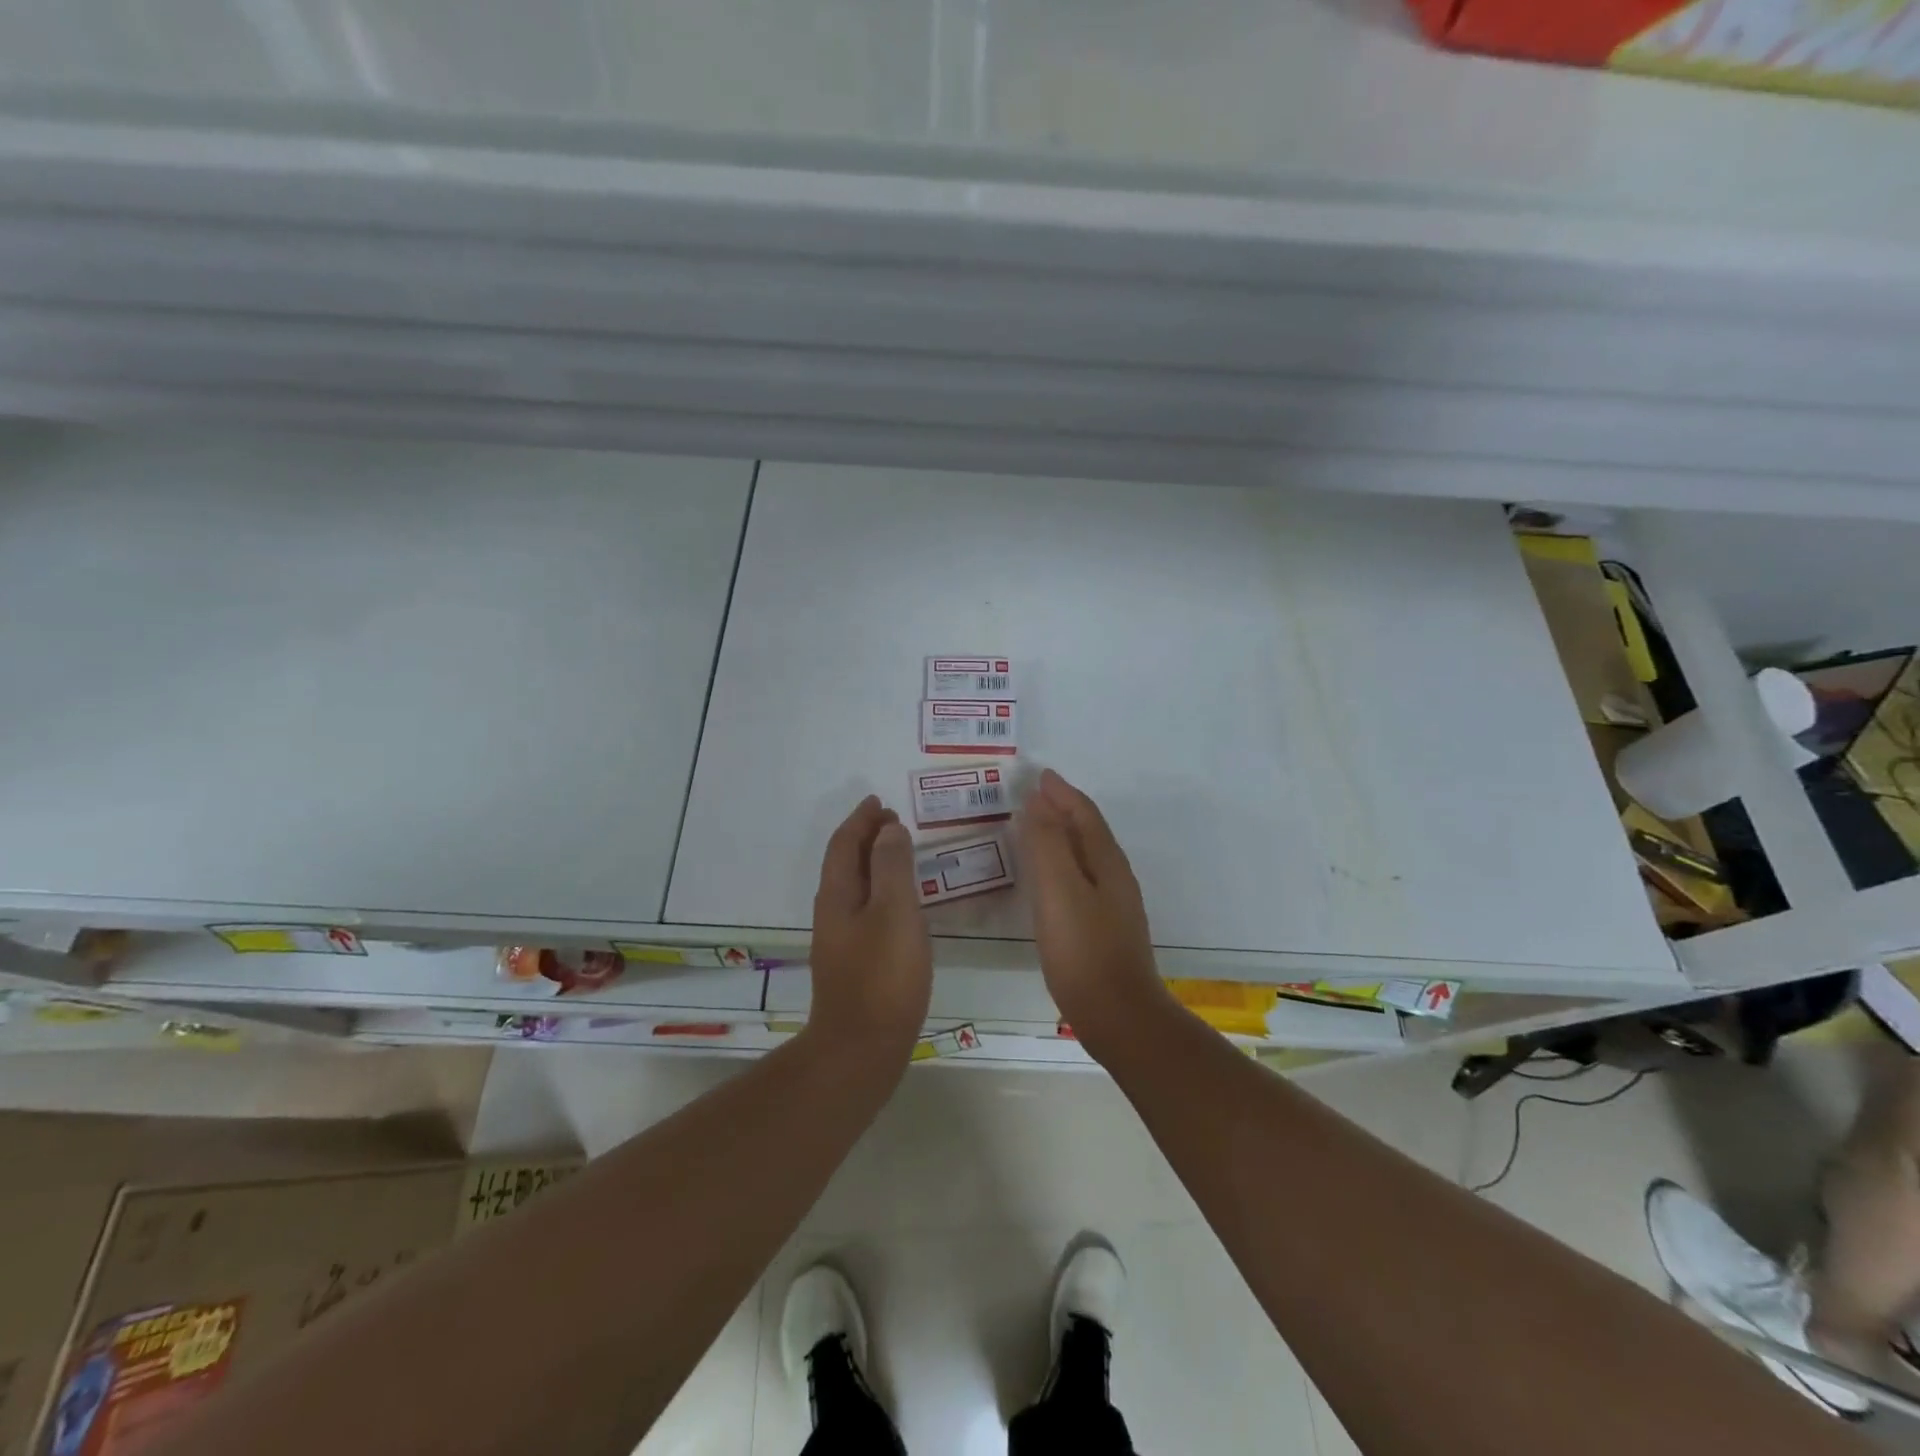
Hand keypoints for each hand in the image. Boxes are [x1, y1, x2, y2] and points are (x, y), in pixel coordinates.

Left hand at [807, 795, 932, 1063]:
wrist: (861, 1049)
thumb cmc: (882, 976)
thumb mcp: (894, 912)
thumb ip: (892, 867)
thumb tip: (888, 830)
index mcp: (838, 894)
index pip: (845, 843)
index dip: (861, 820)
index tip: (880, 803)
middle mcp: (833, 912)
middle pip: (844, 862)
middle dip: (866, 837)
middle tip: (893, 822)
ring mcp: (840, 939)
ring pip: (854, 886)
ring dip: (872, 863)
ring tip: (899, 853)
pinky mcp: (853, 962)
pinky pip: (864, 908)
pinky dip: (879, 890)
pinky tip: (899, 905)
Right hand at [1019, 769, 1173, 1055]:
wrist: (1118, 1016)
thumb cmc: (1083, 950)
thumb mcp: (1058, 890)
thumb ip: (1047, 843)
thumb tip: (1040, 801)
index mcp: (1107, 862)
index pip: (1084, 814)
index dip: (1061, 793)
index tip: (1040, 776)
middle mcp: (1115, 877)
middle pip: (1088, 831)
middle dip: (1063, 810)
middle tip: (1034, 797)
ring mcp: (1114, 905)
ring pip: (1086, 856)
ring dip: (1063, 837)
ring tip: (1036, 830)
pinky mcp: (1105, 929)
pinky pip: (1082, 880)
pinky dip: (1063, 865)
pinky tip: (1049, 882)